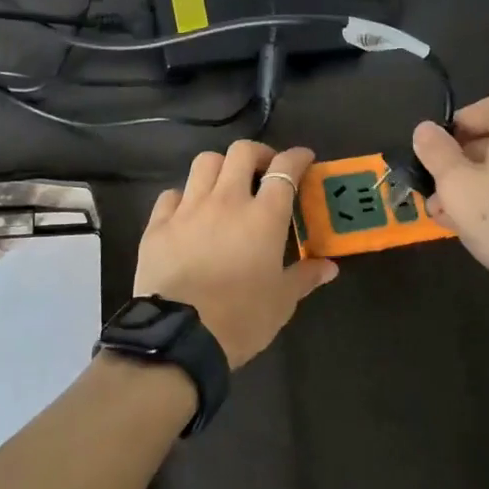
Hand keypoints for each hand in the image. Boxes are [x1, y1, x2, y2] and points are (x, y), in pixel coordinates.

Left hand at [134, 141, 338, 368]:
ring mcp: (189, 209)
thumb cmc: (242, 319)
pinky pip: (171, 194)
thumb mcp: (282, 302)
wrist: (180, 337)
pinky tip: (189, 212)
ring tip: (227, 185)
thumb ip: (305, 277)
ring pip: (204, 162)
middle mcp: (226, 201)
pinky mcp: (158, 224)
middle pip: (242, 152)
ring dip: (221, 167)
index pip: (285, 169)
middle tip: (265, 170)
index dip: (297, 157)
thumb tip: (329, 267)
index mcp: (263, 216)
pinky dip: (184, 196)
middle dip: (258, 153)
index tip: (304, 158)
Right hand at [411, 97, 488, 306]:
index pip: (488, 107)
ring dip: (474, 187)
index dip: (458, 123)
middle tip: (434, 193)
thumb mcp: (457, 186)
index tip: (436, 150)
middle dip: (459, 164)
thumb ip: (437, 153)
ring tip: (448, 219)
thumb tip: (425, 128)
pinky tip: (481, 231)